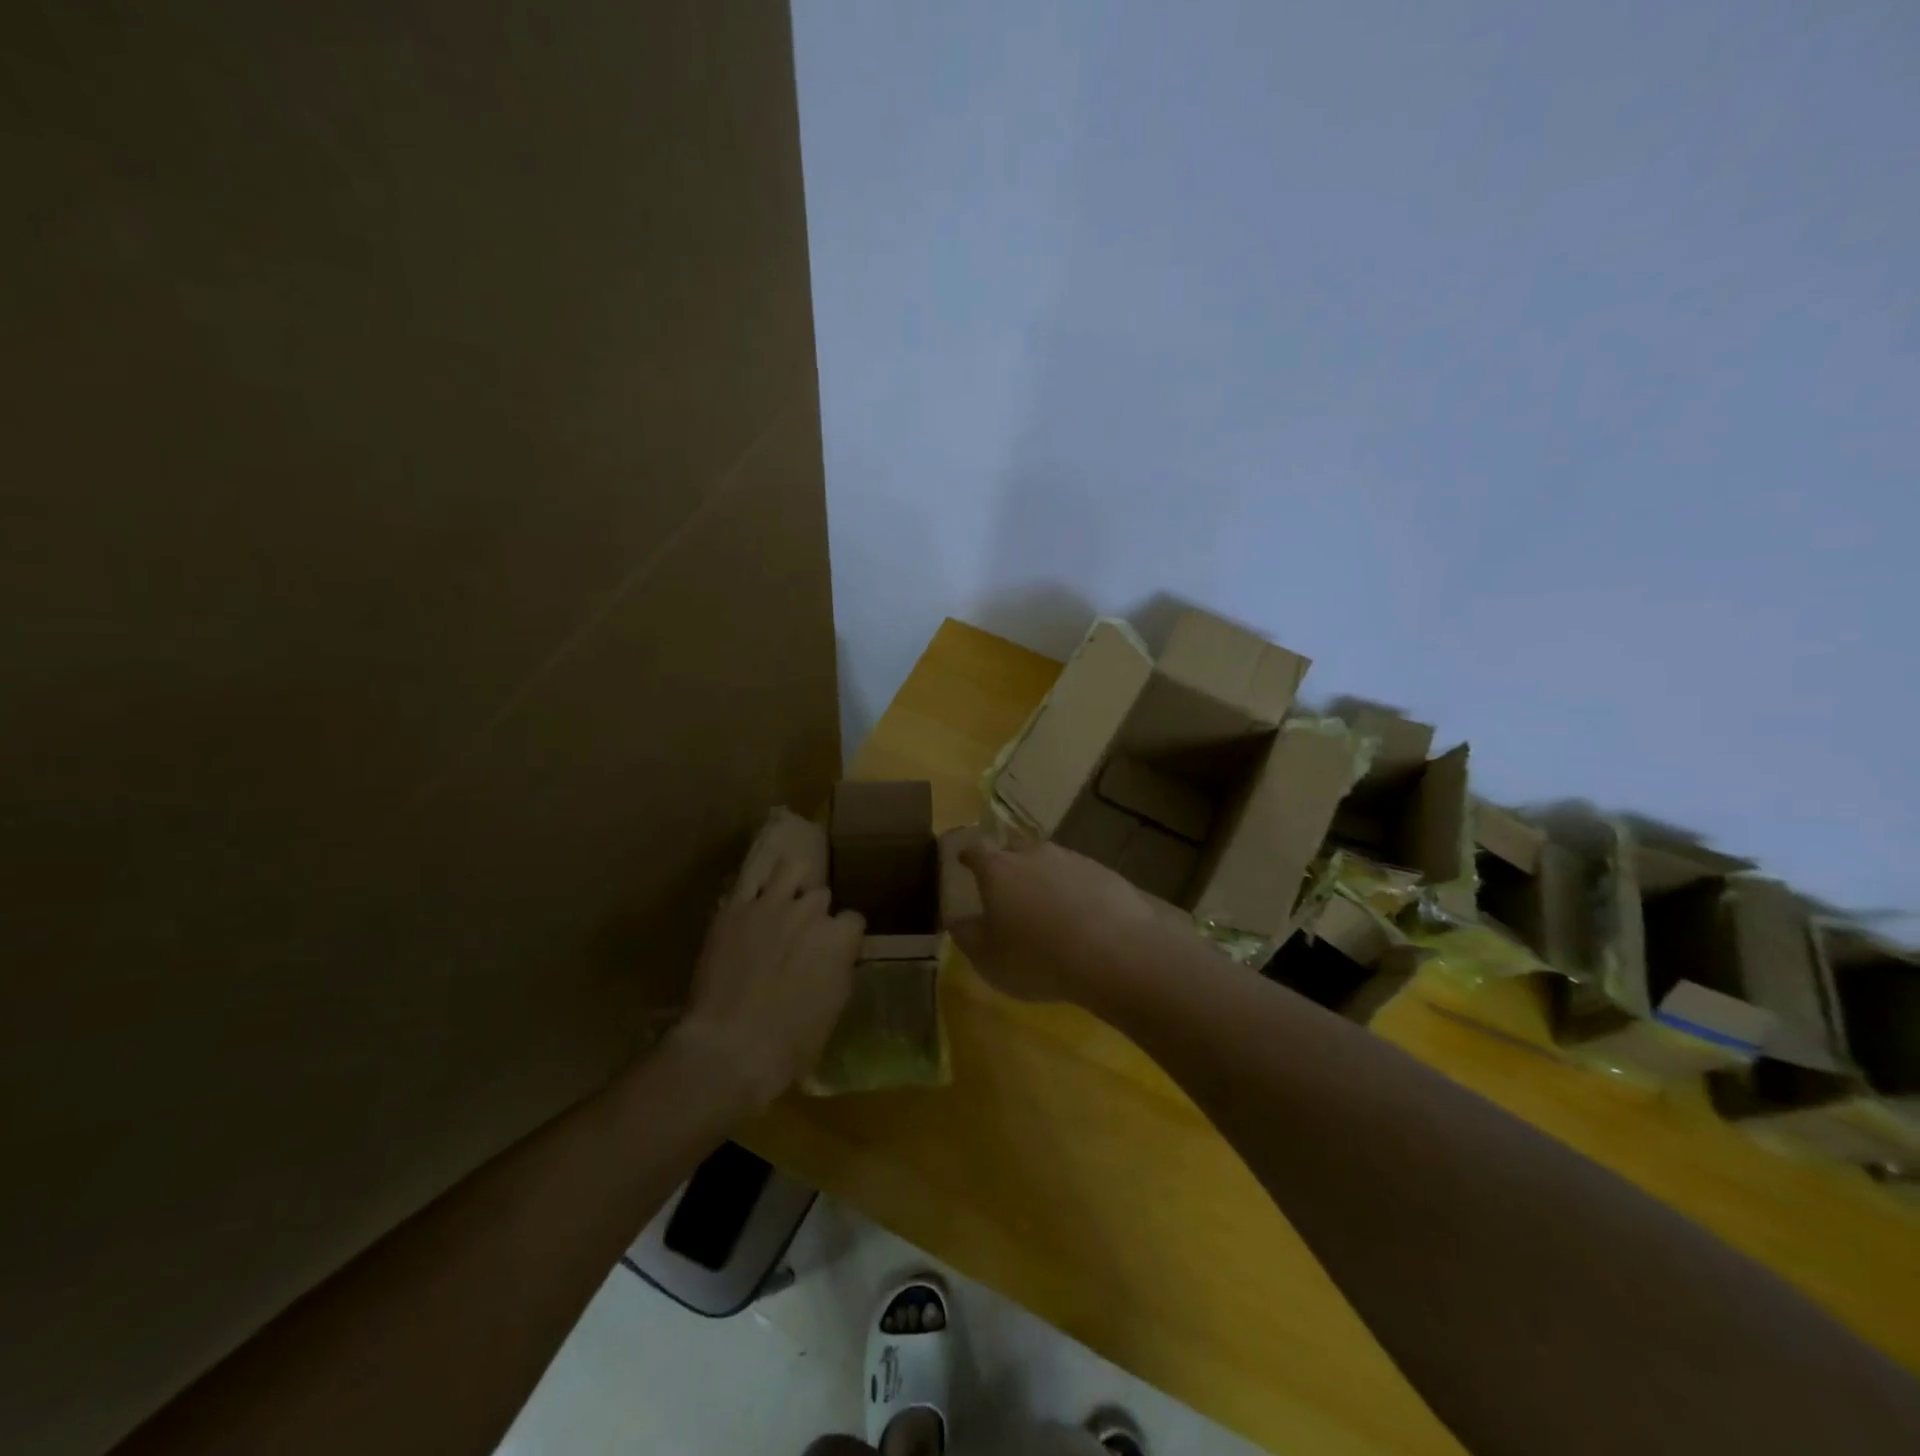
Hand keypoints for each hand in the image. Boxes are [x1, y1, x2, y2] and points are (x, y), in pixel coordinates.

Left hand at [673, 809, 863, 1109]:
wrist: (729, 1048)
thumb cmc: (789, 1044)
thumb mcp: (834, 1009)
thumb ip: (840, 969)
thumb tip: (837, 957)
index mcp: (838, 939)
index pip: (853, 920)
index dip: (844, 936)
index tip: (835, 951)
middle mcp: (809, 912)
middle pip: (821, 896)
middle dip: (815, 914)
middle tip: (801, 937)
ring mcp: (770, 905)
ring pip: (791, 869)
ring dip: (792, 882)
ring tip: (784, 898)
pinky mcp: (735, 908)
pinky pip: (750, 877)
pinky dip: (756, 883)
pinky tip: (755, 892)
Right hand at [947, 832, 1166, 1003]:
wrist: (1113, 952)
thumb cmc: (1036, 957)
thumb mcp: (988, 958)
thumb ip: (968, 936)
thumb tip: (957, 921)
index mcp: (998, 869)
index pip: (976, 851)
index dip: (968, 856)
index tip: (964, 860)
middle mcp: (1033, 854)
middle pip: (1014, 849)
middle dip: (1007, 862)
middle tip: (1006, 884)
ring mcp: (1072, 860)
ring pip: (1050, 861)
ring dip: (1044, 876)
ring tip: (1046, 903)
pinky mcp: (1104, 873)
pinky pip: (1080, 876)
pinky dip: (1075, 889)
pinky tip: (1081, 913)